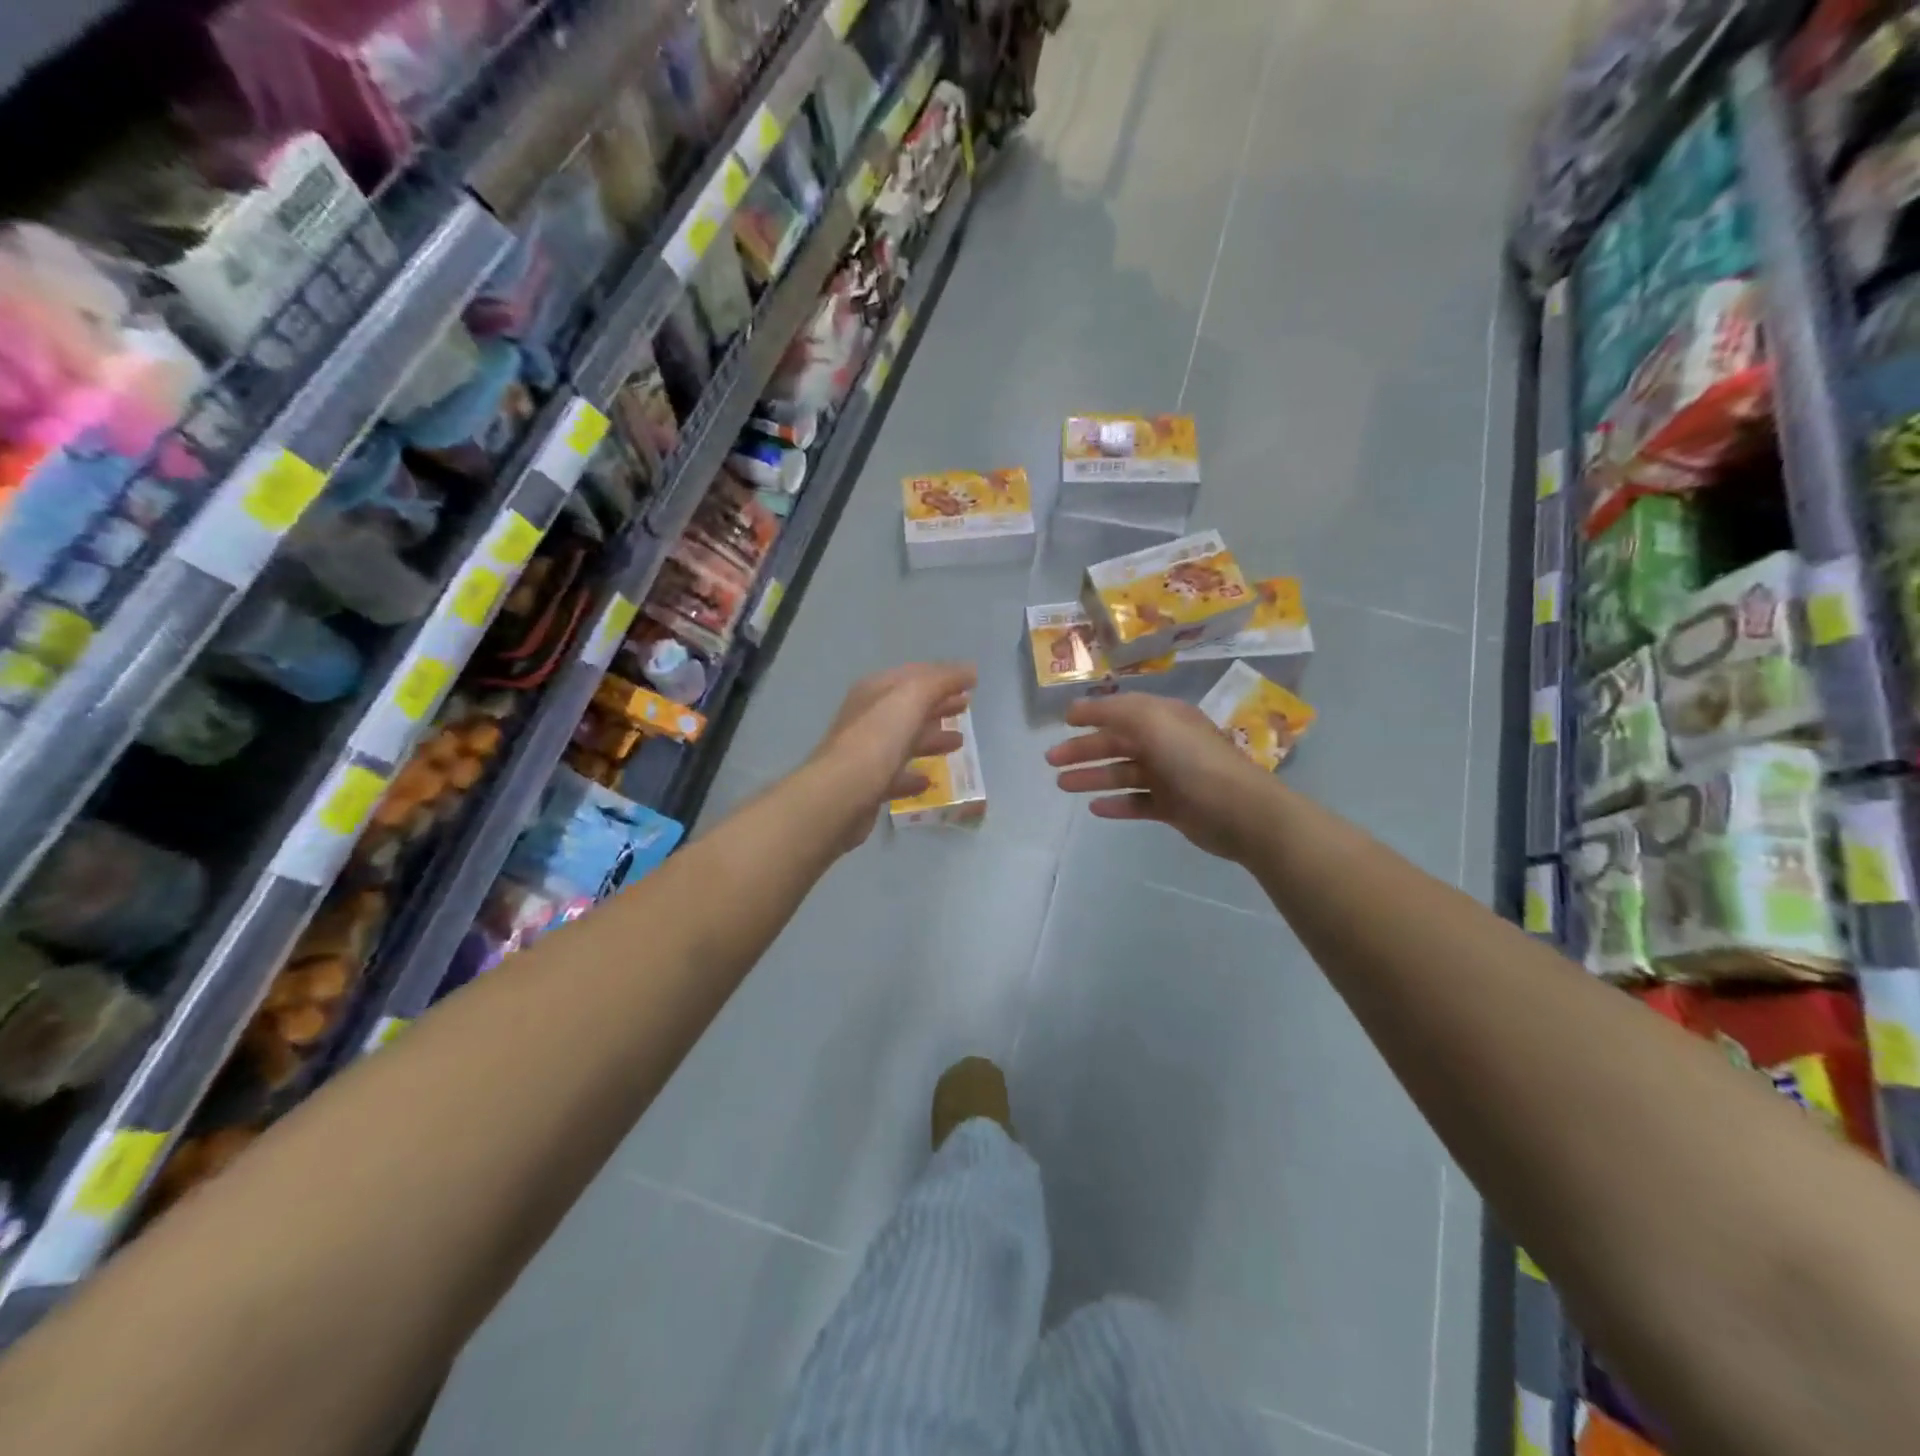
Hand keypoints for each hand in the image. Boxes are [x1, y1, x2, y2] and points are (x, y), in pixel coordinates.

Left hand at [809, 662, 976, 848]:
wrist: (840, 794)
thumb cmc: (878, 739)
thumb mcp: (912, 698)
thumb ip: (941, 681)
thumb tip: (970, 670)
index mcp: (875, 691)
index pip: (913, 675)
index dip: (943, 676)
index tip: (971, 683)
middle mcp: (867, 718)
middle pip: (909, 707)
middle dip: (938, 705)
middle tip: (967, 708)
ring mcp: (865, 752)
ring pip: (904, 740)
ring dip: (931, 739)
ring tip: (959, 744)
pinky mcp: (866, 785)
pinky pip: (896, 775)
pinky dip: (914, 775)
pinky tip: (929, 781)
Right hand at [1045, 693, 1278, 861]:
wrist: (1239, 810)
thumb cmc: (1193, 759)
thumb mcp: (1152, 721)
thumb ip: (1113, 711)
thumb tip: (1078, 707)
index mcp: (1164, 718)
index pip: (1122, 710)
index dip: (1092, 713)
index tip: (1063, 721)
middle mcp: (1166, 743)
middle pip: (1117, 743)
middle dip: (1083, 749)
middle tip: (1051, 760)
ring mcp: (1170, 776)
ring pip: (1122, 773)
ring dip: (1093, 777)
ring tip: (1063, 785)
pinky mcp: (1173, 807)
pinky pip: (1137, 802)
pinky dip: (1116, 804)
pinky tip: (1094, 808)